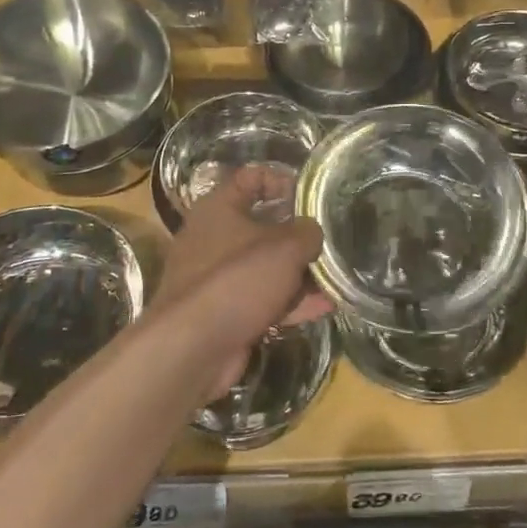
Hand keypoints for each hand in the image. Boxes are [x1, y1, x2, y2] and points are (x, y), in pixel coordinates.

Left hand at [146, 165, 331, 399]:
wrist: (192, 349)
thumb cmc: (237, 280)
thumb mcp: (284, 248)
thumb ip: (307, 232)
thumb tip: (312, 232)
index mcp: (219, 208)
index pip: (250, 178)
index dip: (281, 181)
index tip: (310, 197)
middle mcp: (214, 237)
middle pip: (263, 225)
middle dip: (298, 235)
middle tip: (329, 240)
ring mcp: (218, 278)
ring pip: (265, 266)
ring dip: (299, 273)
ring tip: (334, 277)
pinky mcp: (224, 311)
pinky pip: (263, 298)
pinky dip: (290, 302)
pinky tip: (324, 307)